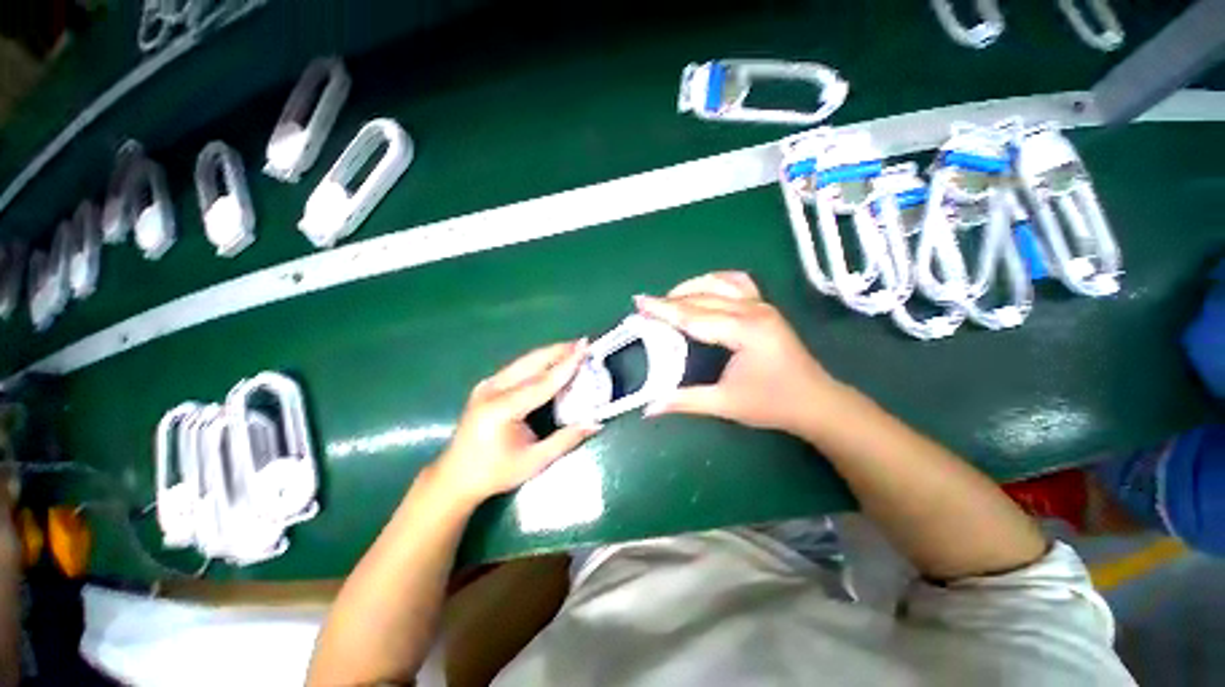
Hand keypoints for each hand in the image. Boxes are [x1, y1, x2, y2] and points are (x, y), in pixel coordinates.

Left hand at [429, 340, 599, 507]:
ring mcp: (487, 385)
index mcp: (502, 409)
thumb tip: (595, 423)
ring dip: (549, 353)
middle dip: (558, 350)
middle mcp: (492, 390)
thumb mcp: (534, 461)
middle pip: (531, 363)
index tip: (585, 348)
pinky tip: (551, 361)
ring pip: (524, 361)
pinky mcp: (487, 385)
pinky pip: (517, 368)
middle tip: (582, 343)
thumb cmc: (495, 473)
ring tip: (572, 348)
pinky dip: (538, 362)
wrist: (455, 477)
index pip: (543, 382)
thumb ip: (566, 439)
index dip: (567, 365)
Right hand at [634, 271, 841, 435]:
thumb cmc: (773, 404)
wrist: (816, 402)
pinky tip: (703, 288)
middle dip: (671, 300)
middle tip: (645, 304)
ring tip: (668, 298)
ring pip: (719, 284)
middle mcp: (753, 310)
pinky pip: (737, 283)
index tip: (639, 302)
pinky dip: (716, 282)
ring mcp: (762, 305)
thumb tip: (648, 408)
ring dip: (691, 287)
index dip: (664, 310)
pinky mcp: (765, 308)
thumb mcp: (726, 404)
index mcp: (744, 331)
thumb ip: (685, 401)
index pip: (694, 316)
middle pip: (702, 298)